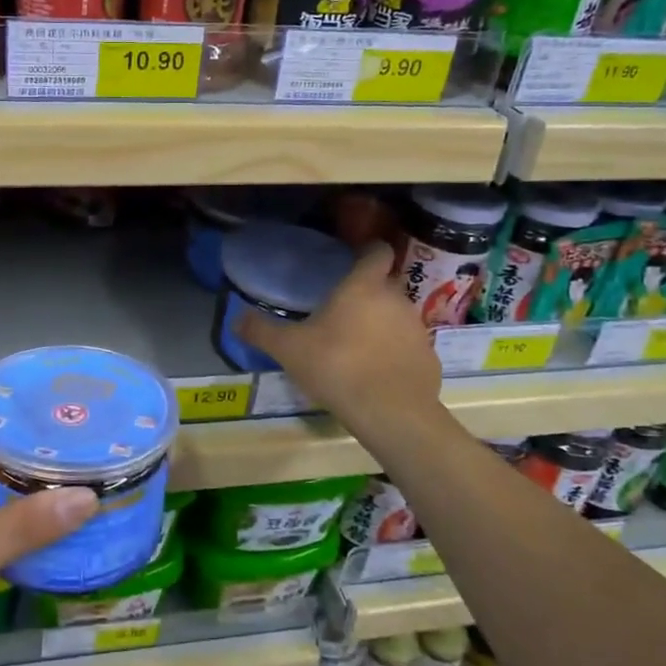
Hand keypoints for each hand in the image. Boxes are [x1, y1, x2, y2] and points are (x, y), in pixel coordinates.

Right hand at [234, 241, 440, 426]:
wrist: (391, 413)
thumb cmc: (336, 366)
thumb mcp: (289, 349)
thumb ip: (261, 331)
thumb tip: (235, 319)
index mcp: (363, 287)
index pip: (377, 252)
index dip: (369, 252)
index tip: (355, 259)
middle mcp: (396, 299)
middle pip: (387, 284)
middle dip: (369, 293)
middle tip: (344, 311)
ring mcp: (417, 328)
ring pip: (398, 316)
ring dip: (382, 324)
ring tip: (358, 346)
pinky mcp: (430, 358)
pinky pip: (409, 347)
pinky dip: (396, 353)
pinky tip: (378, 373)